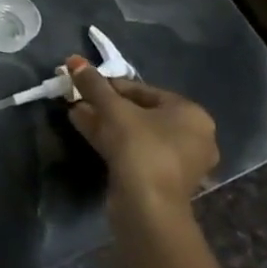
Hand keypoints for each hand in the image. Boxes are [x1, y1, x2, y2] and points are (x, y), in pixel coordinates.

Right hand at [64, 56, 218, 226]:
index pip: (143, 90)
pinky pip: (136, 151)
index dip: (109, 85)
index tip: (83, 83)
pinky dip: (113, 140)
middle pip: (139, 112)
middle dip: (105, 104)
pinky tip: (85, 130)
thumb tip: (74, 61)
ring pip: (135, 133)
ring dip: (104, 122)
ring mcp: (179, 161)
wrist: (147, 206)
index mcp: (191, 114)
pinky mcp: (162, 180)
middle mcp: (192, 136)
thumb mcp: (113, 109)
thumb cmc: (139, 148)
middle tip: (78, 99)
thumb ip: (94, 84)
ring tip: (75, 113)